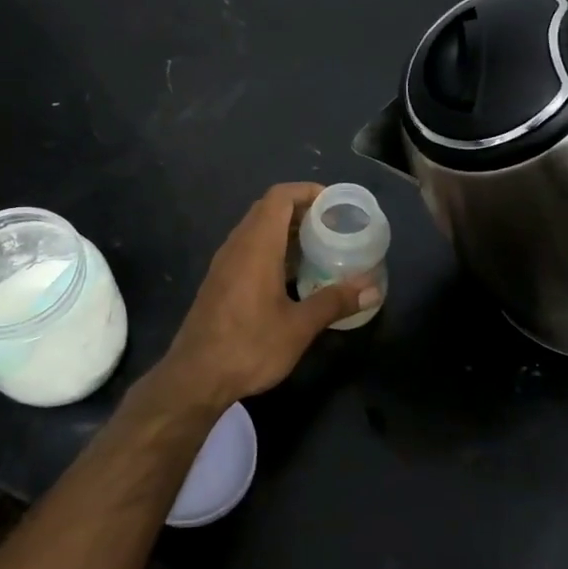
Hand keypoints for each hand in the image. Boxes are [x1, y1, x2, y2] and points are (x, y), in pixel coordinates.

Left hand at [161, 183, 379, 408]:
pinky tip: (293, 276)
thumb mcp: (299, 326)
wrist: (195, 377)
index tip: (335, 204)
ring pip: (257, 230)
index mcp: (256, 245)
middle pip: (268, 209)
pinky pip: (249, 249)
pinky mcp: (219, 281)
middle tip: (334, 226)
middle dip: (302, 210)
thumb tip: (373, 289)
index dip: (307, 191)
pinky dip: (273, 249)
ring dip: (287, 231)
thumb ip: (335, 301)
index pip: (280, 197)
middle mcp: (237, 245)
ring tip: (319, 248)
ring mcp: (224, 263)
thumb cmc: (249, 346)